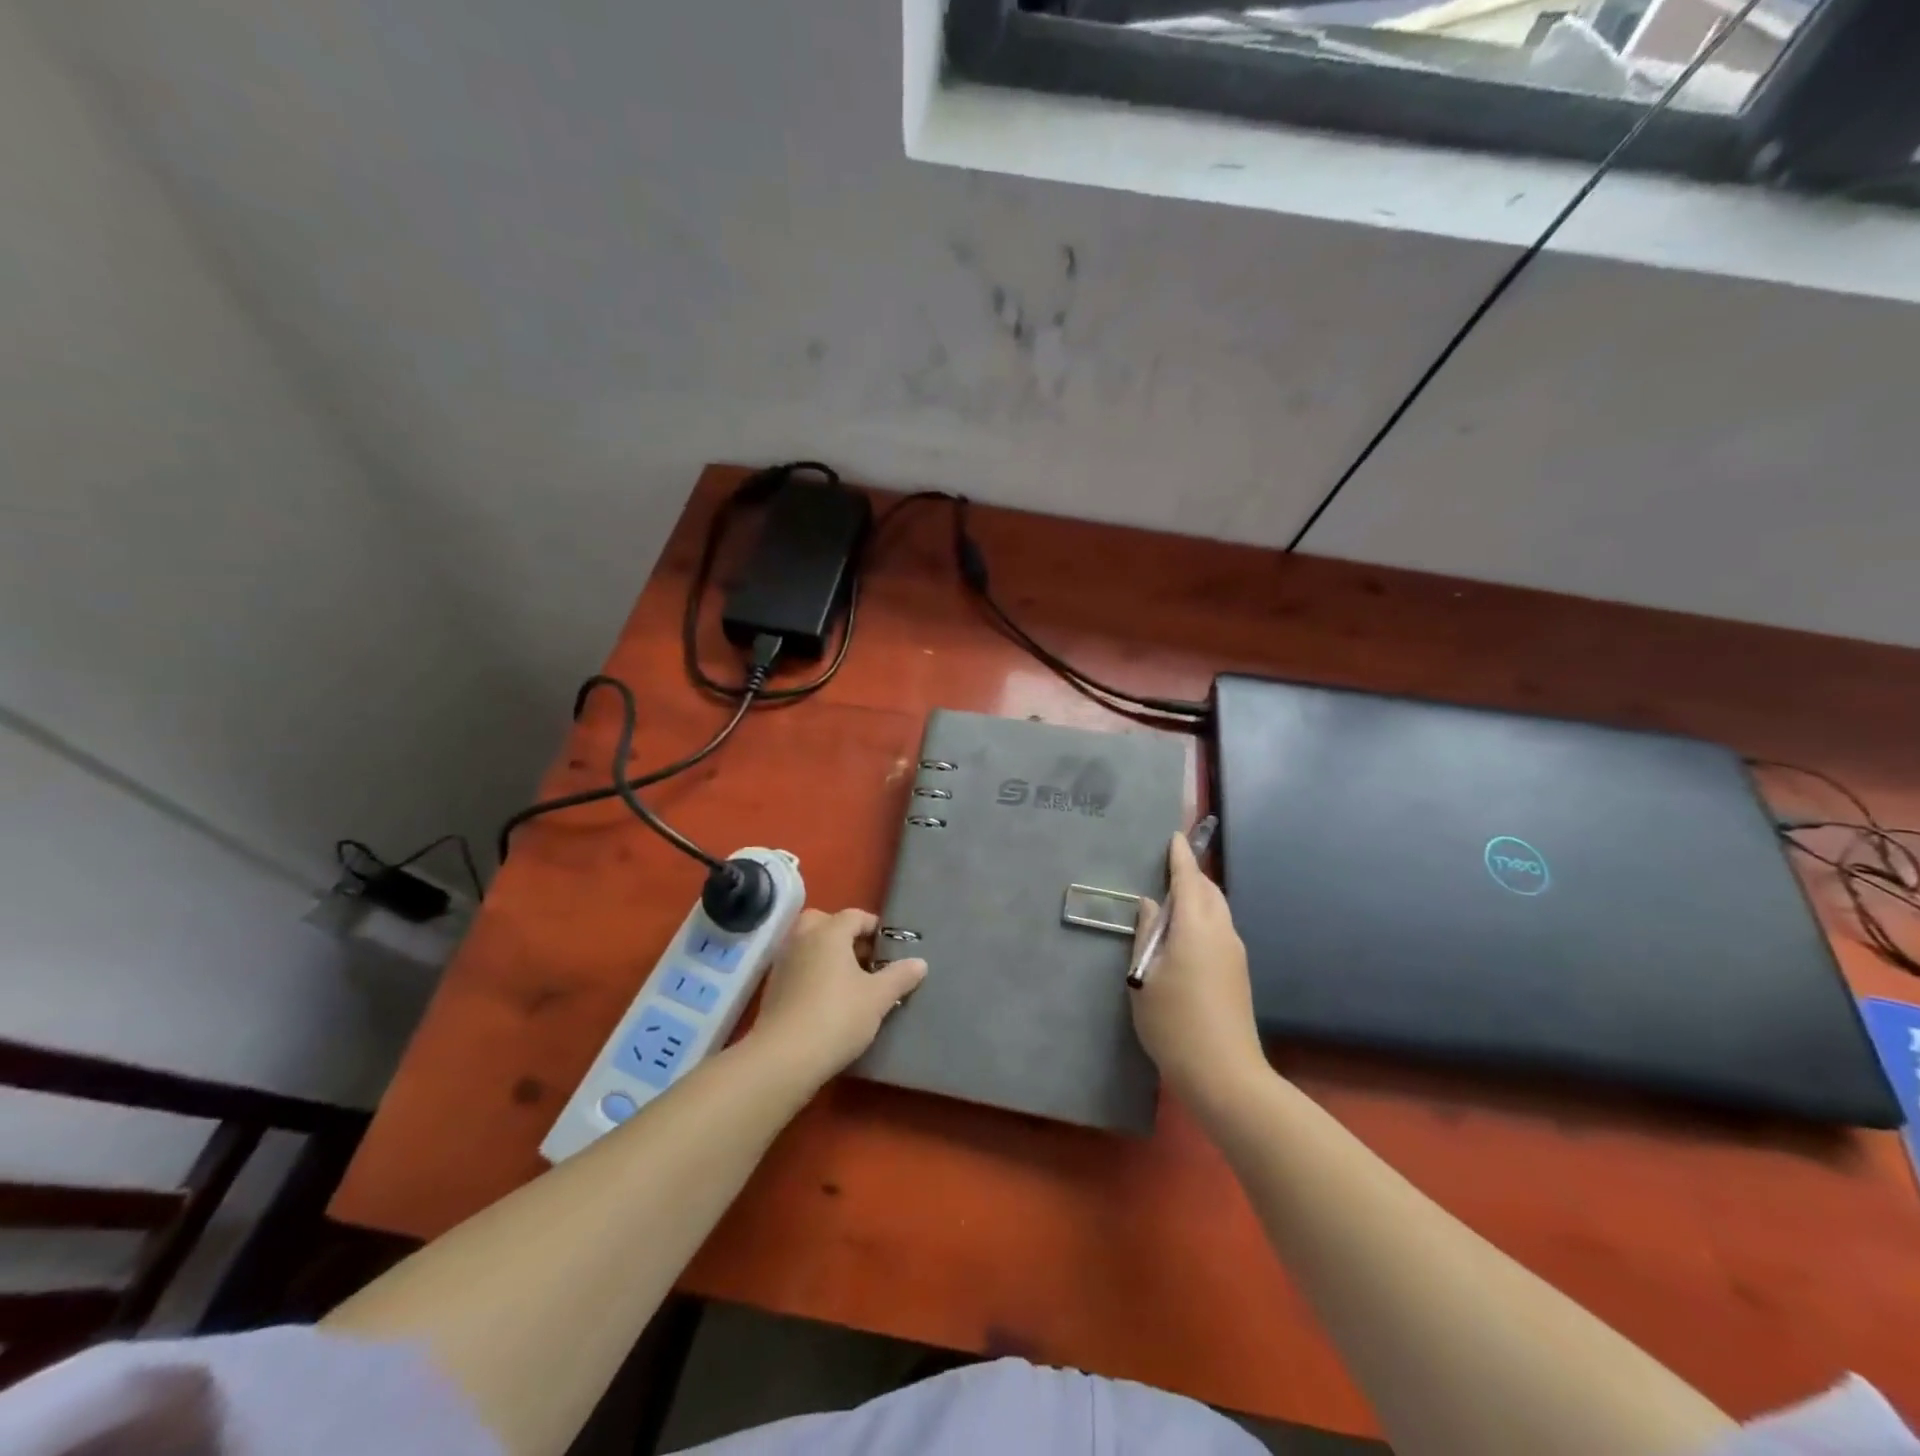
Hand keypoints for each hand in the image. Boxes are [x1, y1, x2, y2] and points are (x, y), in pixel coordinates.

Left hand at [752, 909, 927, 1082]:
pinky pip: (798, 967)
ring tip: (850, 981)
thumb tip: (920, 963)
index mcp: (828, 932)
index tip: (890, 947)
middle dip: (844, 934)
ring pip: (808, 945)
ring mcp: (783, 962)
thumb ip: (900, 976)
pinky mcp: (773, 988)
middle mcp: (802, 939)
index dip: (874, 927)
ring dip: (827, 954)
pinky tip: (828, 999)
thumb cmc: (837, 1017)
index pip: (854, 916)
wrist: (784, 1058)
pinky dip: (813, 973)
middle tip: (865, 958)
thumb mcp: (878, 998)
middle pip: (824, 922)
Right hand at [1129, 832, 1267, 1114]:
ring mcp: (1234, 953)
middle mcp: (1221, 933)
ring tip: (1172, 901)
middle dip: (1191, 875)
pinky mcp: (1238, 973)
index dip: (1181, 857)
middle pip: (1209, 891)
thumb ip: (1147, 936)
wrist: (1224, 1074)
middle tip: (1166, 869)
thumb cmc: (1173, 1023)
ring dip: (1198, 897)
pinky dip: (1203, 918)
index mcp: (1195, 927)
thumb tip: (1151, 905)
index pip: (1189, 879)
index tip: (1175, 835)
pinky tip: (1184, 935)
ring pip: (1218, 910)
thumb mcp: (1143, 978)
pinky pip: (1220, 930)